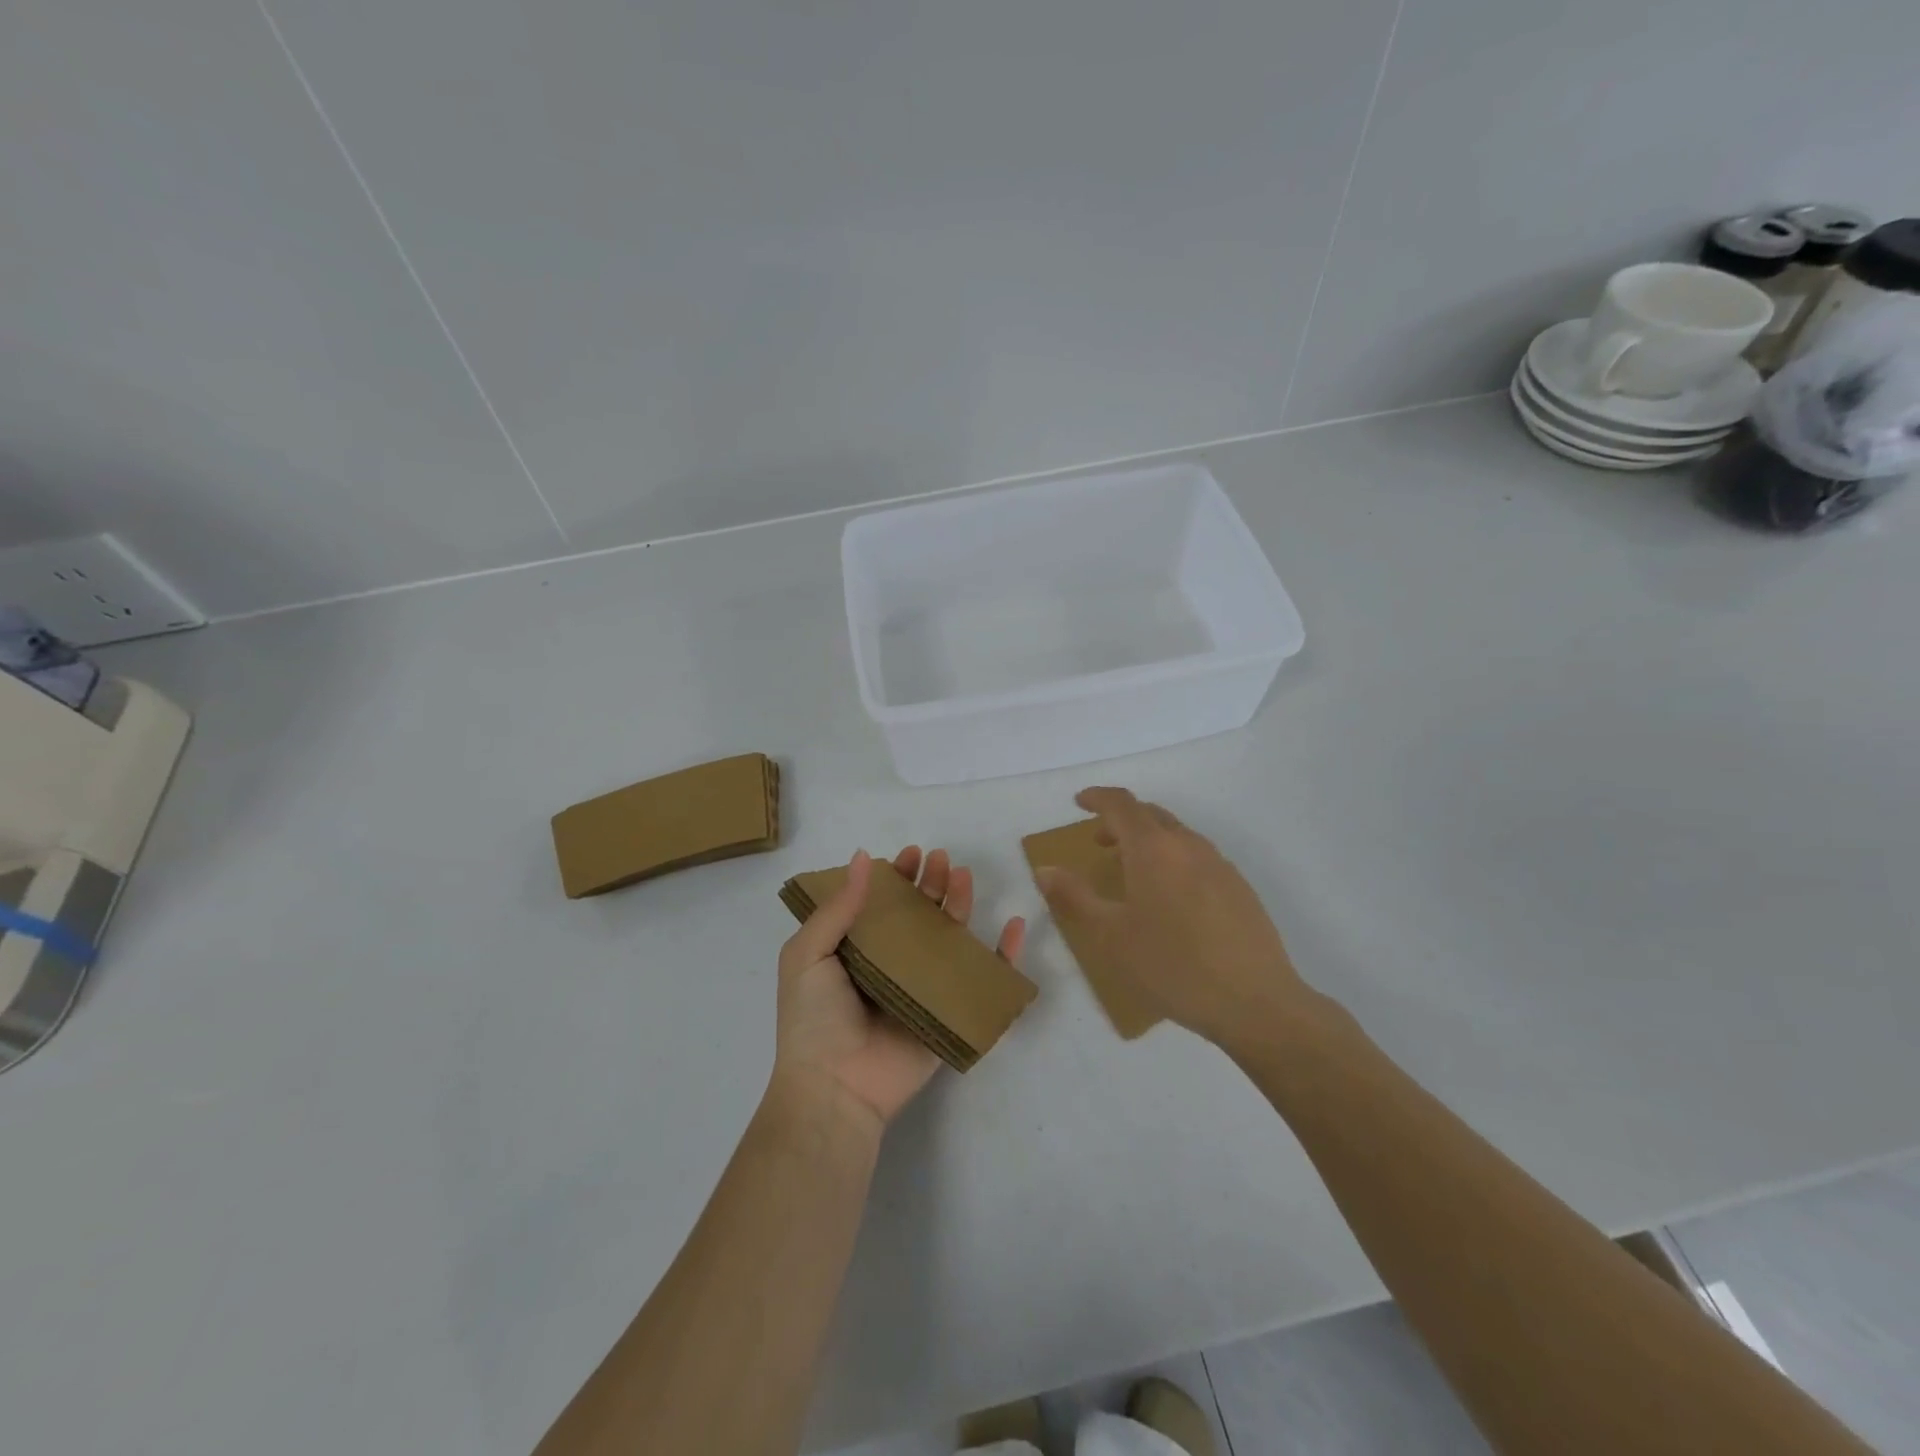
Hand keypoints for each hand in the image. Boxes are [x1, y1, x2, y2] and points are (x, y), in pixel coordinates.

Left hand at [774, 846, 1025, 1131]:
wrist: (835, 1088)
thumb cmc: (814, 1019)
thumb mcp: (807, 955)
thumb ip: (836, 908)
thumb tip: (863, 858)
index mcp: (857, 951)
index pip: (882, 904)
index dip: (897, 877)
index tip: (910, 854)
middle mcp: (892, 964)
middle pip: (920, 915)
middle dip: (931, 883)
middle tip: (940, 859)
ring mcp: (924, 989)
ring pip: (950, 938)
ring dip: (961, 904)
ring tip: (963, 877)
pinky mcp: (950, 1013)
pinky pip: (983, 981)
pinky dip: (1004, 956)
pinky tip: (1015, 926)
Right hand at [1033, 787, 1317, 1051]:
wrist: (1255, 1001)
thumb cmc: (1172, 966)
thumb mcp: (1110, 935)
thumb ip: (1074, 897)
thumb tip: (1044, 869)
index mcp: (1153, 849)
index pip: (1122, 804)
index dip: (1097, 797)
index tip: (1079, 802)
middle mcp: (1188, 845)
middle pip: (1150, 814)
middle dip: (1121, 819)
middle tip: (1099, 841)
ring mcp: (1219, 864)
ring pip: (1176, 835)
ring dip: (1148, 840)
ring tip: (1131, 871)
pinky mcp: (1239, 887)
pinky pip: (1197, 856)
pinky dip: (1173, 859)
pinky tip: (1170, 898)